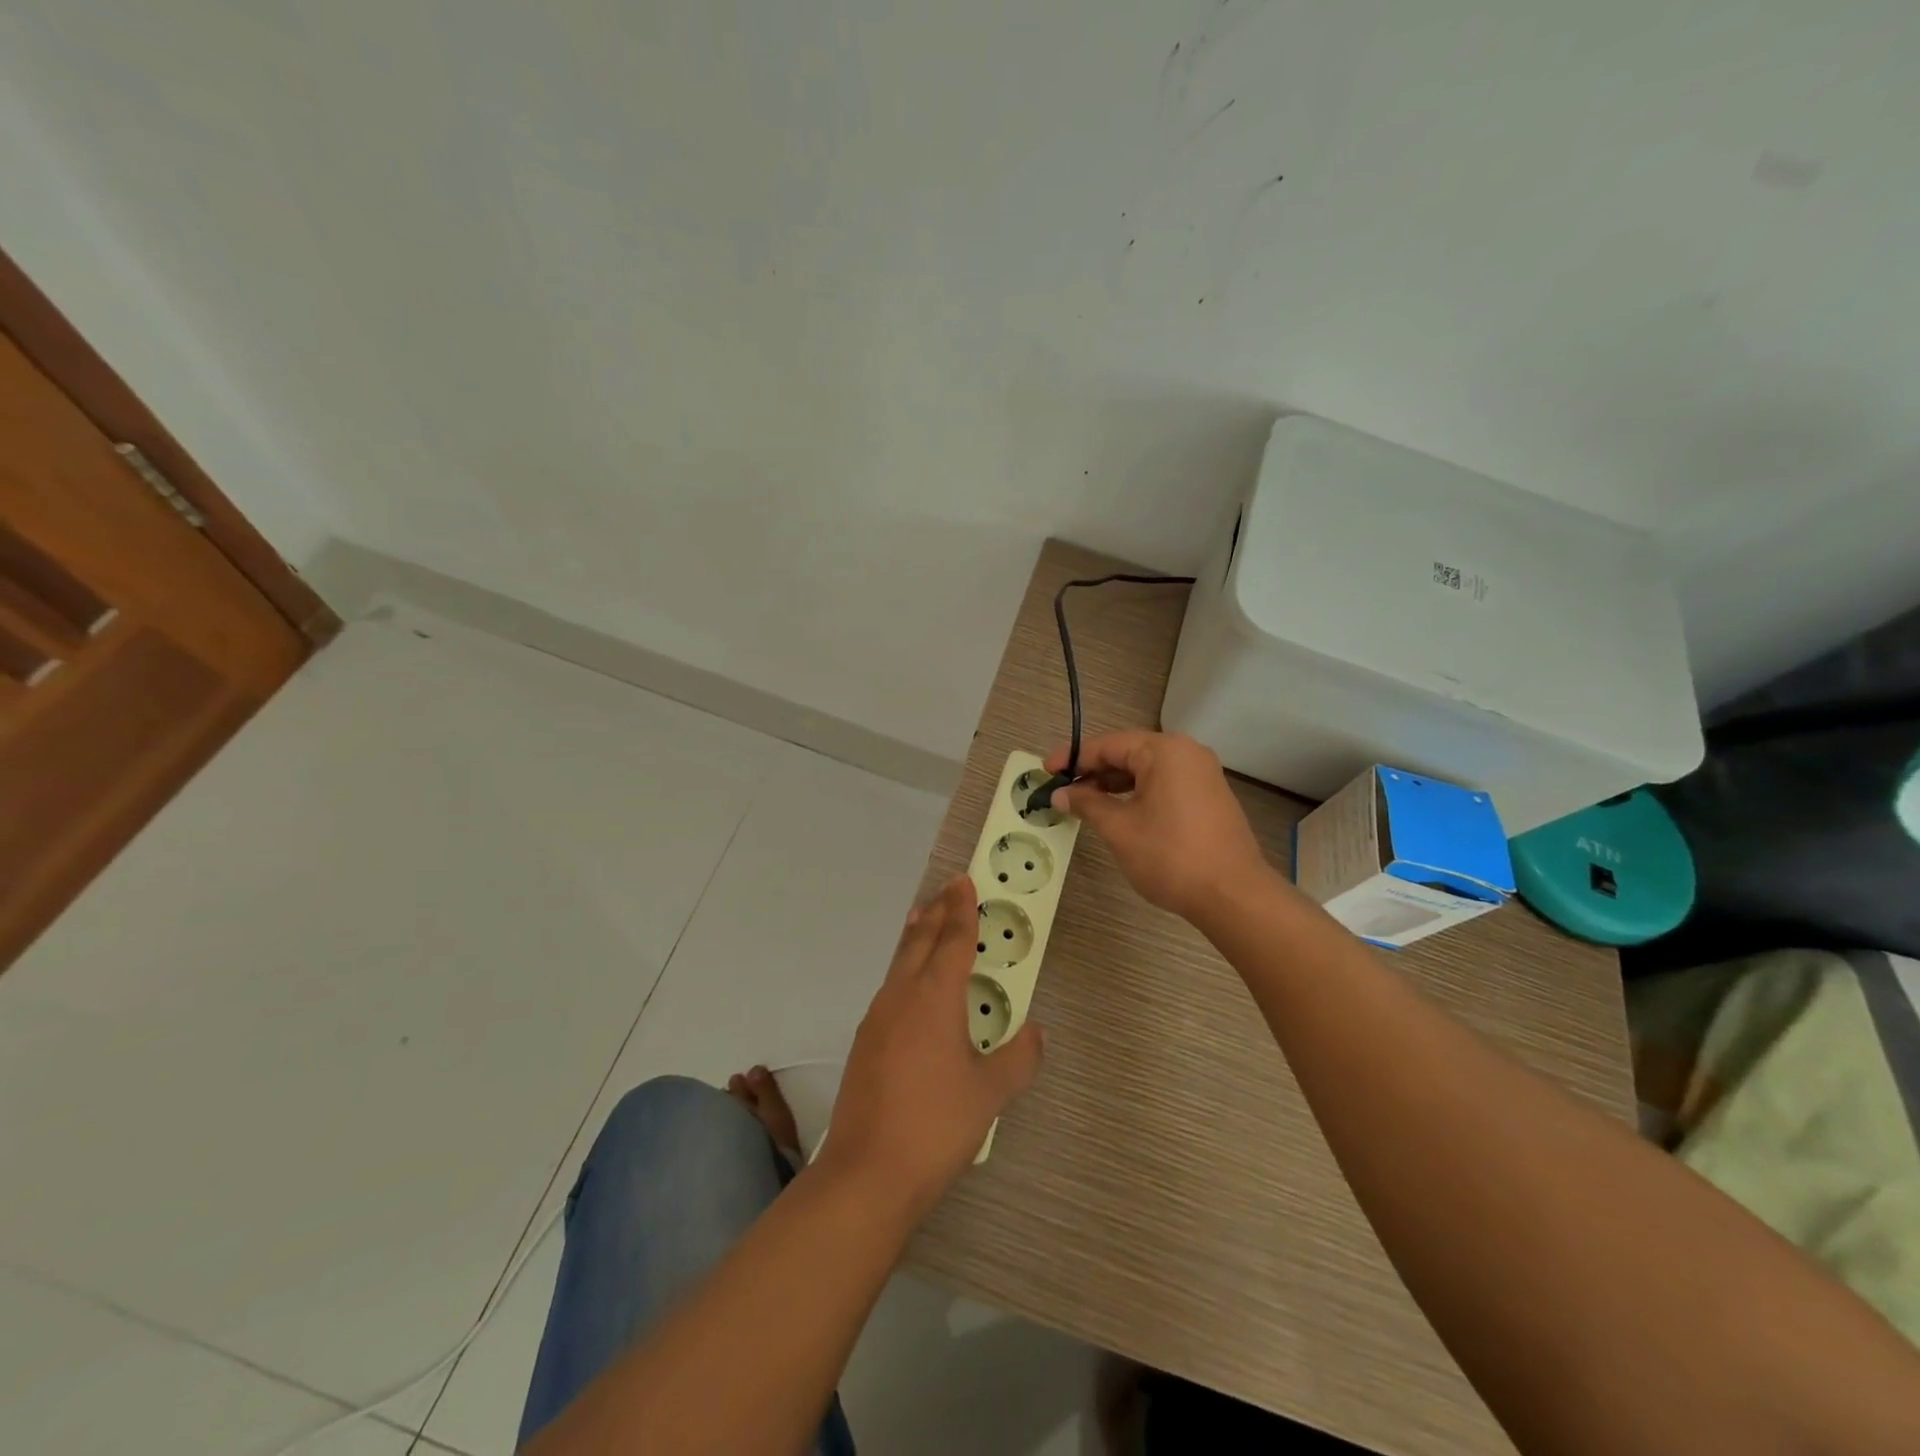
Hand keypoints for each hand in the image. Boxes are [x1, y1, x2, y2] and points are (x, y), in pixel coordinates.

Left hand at [819, 876, 1044, 1217]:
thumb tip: (1038, 1032)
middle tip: (948, 890)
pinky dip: (904, 969)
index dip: (962, 909)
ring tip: (925, 923)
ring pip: (899, 962)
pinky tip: (910, 988)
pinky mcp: (865, 1042)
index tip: (964, 880)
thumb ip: (1018, 1059)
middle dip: (936, 913)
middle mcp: (902, 996)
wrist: (867, 1172)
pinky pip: (890, 988)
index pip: (953, 939)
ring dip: (916, 939)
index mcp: (935, 997)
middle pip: (920, 941)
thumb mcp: (989, 1093)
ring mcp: (877, 1018)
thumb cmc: (936, 1124)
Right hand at [1049, 731, 1273, 920]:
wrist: (1233, 895)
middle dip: (1093, 771)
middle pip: (1128, 753)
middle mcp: (1186, 752)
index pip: (1108, 745)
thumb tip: (1060, 793)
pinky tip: (1118, 811)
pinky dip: (1137, 793)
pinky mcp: (1209, 796)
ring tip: (1084, 803)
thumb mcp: (1119, 829)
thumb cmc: (1170, 856)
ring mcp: (1202, 774)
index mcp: (1164, 750)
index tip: (1046, 772)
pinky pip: (1164, 783)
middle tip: (1062, 790)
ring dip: (1114, 783)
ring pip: (1146, 769)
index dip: (1073, 758)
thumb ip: (1087, 804)